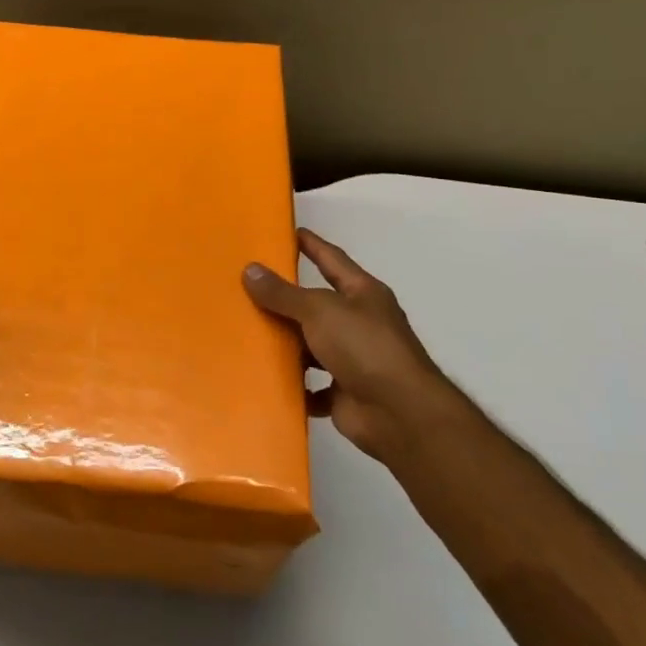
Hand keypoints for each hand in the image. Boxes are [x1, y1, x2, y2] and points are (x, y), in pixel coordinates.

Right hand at [244, 229, 457, 461]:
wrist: (399, 414)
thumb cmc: (364, 348)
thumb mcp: (319, 311)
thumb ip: (283, 293)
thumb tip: (250, 270)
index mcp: (362, 294)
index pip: (332, 259)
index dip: (311, 244)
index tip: (287, 232)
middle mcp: (360, 323)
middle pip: (317, 305)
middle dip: (286, 299)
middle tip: (247, 286)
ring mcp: (353, 359)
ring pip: (311, 346)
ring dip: (286, 344)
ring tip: (247, 334)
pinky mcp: (343, 392)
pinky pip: (311, 385)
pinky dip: (294, 384)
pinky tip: (266, 379)